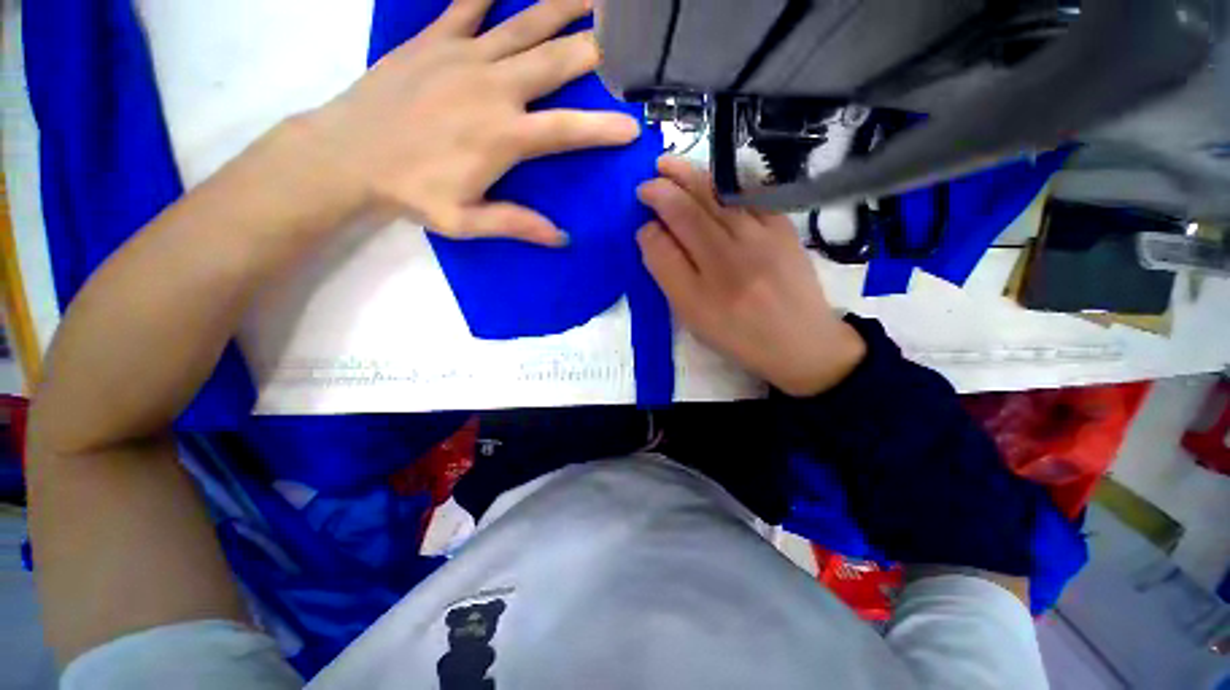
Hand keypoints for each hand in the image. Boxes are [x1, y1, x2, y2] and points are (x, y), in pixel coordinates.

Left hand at [300, 0, 639, 245]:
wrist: (348, 155)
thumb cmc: (411, 193)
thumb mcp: (465, 222)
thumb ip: (516, 225)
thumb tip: (561, 238)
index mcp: (504, 136)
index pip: (568, 129)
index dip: (604, 128)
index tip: (634, 125)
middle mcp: (493, 88)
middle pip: (555, 62)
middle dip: (595, 48)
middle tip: (625, 32)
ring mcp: (464, 56)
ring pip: (523, 23)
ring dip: (560, 4)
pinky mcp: (435, 39)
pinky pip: (468, 2)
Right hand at [636, 156, 866, 396]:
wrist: (801, 342)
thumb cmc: (739, 335)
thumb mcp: (693, 317)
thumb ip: (668, 275)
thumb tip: (650, 233)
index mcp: (702, 292)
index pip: (665, 247)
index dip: (649, 227)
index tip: (641, 217)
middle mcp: (730, 260)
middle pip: (690, 213)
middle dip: (664, 189)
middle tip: (648, 179)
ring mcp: (761, 239)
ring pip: (718, 198)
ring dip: (690, 176)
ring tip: (670, 165)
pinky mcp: (785, 228)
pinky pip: (751, 195)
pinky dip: (727, 179)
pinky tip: (713, 176)